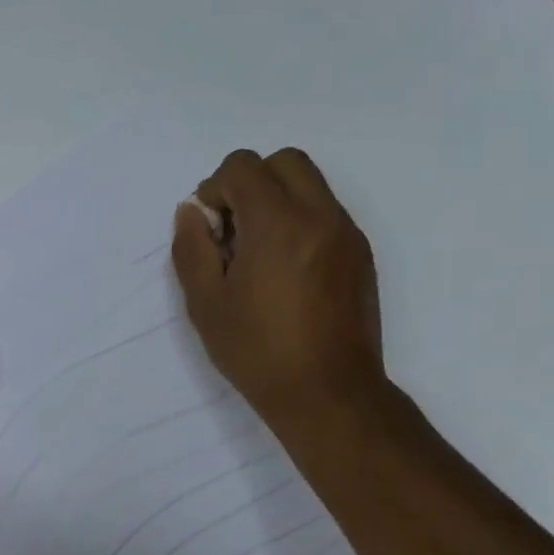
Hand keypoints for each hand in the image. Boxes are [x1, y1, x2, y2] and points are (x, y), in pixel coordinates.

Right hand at [171, 147, 385, 429]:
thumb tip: (192, 211)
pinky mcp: (361, 254)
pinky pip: (326, 212)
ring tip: (258, 253)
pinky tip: (284, 271)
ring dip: (276, 200)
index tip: (210, 230)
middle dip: (250, 182)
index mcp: (278, 224)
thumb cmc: (258, 351)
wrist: (329, 393)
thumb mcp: (205, 303)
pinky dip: (300, 221)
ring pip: (310, 184)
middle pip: (284, 161)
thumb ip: (192, 248)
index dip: (215, 188)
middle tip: (233, 230)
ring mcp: (347, 233)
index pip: (243, 166)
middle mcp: (320, 216)